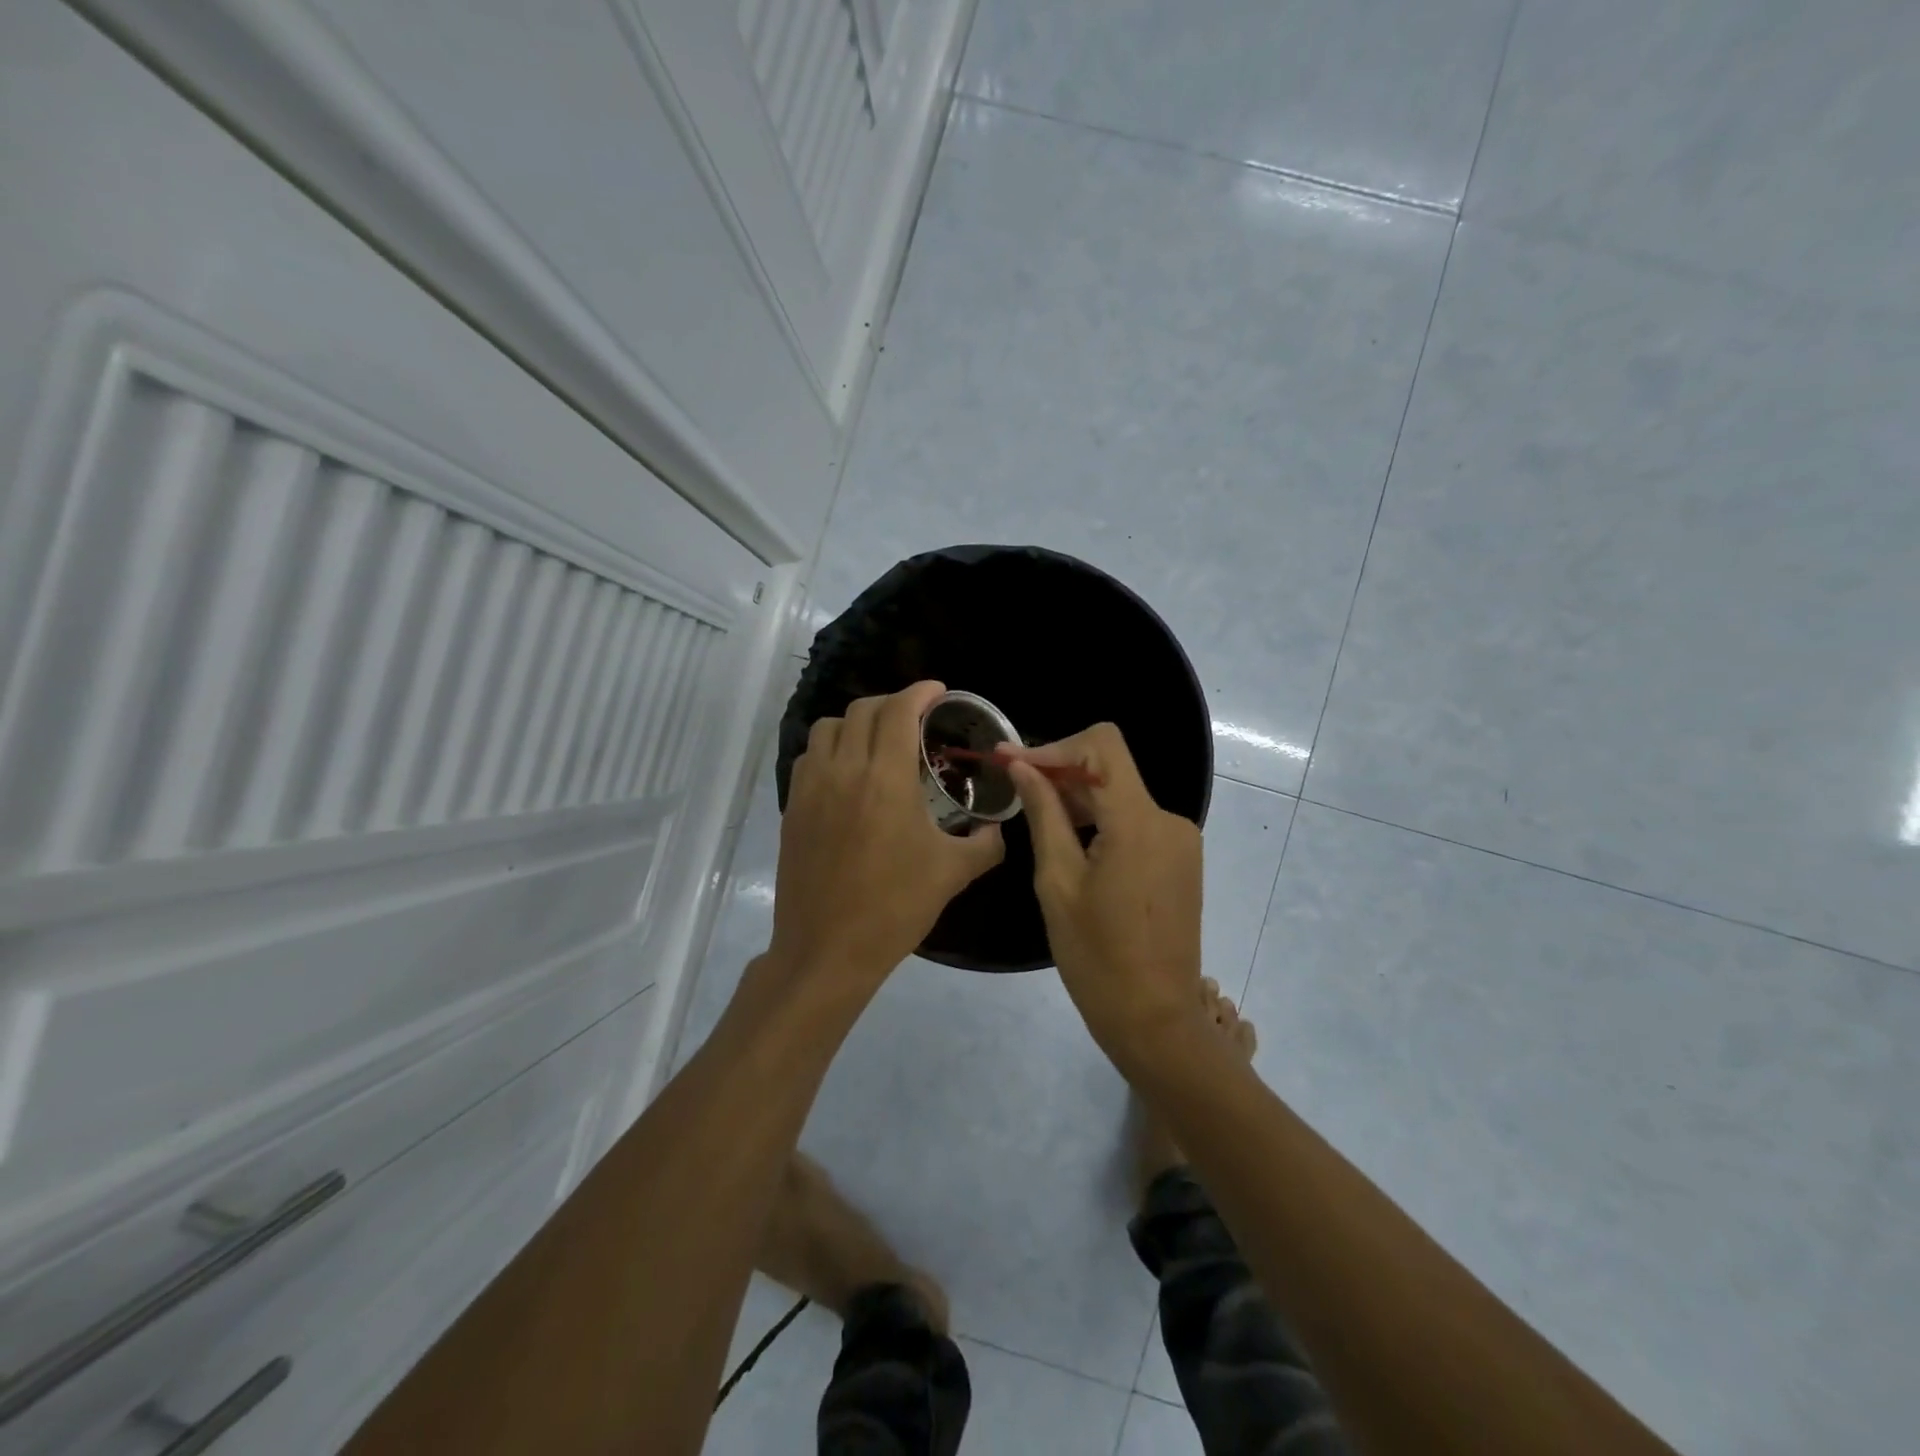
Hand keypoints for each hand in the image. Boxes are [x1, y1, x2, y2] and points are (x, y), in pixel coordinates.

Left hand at [767, 681, 1004, 995]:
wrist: (828, 949)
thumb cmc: (895, 907)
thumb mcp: (953, 873)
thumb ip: (985, 843)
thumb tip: (996, 826)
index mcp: (885, 779)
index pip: (898, 710)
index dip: (920, 691)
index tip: (938, 691)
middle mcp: (844, 770)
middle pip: (863, 709)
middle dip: (892, 703)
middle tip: (915, 718)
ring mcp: (811, 787)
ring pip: (829, 727)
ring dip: (857, 722)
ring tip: (878, 741)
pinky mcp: (793, 807)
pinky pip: (810, 756)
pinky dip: (831, 748)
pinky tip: (848, 772)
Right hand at [1002, 725, 1203, 1068]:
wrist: (1155, 1019)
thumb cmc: (1096, 956)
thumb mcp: (1057, 882)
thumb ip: (1043, 814)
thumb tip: (1022, 767)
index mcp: (1138, 822)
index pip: (1102, 745)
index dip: (1055, 746)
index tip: (1014, 764)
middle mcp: (1167, 819)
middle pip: (1111, 768)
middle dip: (1061, 772)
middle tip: (1014, 789)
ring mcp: (1180, 840)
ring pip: (1122, 794)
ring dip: (1080, 798)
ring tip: (1039, 821)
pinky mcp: (1181, 859)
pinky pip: (1136, 821)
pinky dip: (1102, 821)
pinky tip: (1074, 846)